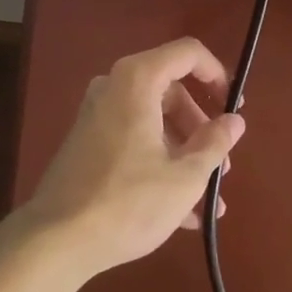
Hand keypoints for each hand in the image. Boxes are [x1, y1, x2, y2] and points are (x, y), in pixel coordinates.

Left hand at [18, 38, 246, 279]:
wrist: (57, 239)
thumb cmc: (128, 202)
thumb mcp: (183, 177)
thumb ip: (214, 143)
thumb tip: (235, 121)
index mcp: (137, 80)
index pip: (187, 53)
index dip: (217, 74)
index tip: (235, 108)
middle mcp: (114, 86)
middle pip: (171, 92)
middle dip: (201, 130)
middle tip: (222, 168)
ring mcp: (97, 113)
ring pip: (154, 120)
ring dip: (184, 154)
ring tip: (208, 202)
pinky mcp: (88, 140)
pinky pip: (134, 138)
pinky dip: (159, 163)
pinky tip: (182, 212)